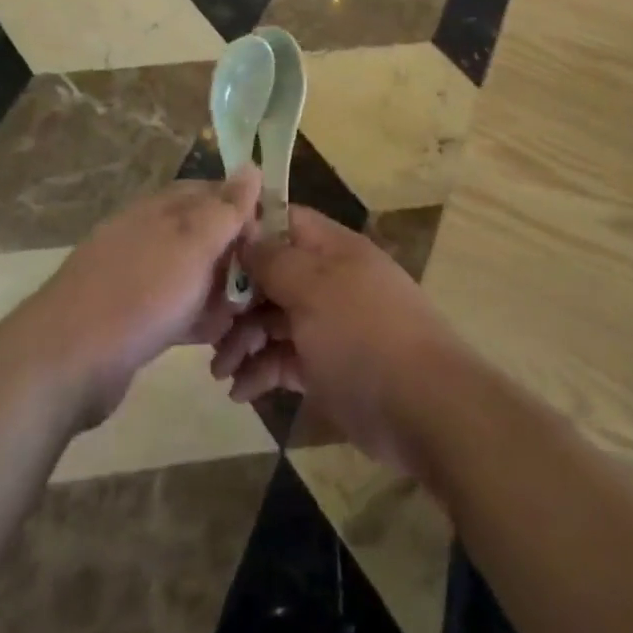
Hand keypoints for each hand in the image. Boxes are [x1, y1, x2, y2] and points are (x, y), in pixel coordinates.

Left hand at [29, 171, 260, 425]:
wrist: (65, 362)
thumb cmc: (139, 294)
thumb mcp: (193, 244)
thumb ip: (226, 208)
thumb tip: (252, 163)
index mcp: (161, 208)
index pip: (214, 193)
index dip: (246, 212)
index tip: (273, 242)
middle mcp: (149, 235)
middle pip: (207, 236)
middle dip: (237, 261)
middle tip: (261, 291)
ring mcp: (139, 277)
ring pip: (195, 275)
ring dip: (221, 295)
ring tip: (241, 321)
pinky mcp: (133, 317)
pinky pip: (178, 308)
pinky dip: (197, 319)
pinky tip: (215, 339)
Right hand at [209, 205, 466, 473]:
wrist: (425, 409)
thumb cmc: (364, 335)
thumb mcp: (314, 289)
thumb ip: (275, 259)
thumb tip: (246, 231)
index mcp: (333, 250)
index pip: (284, 222)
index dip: (248, 232)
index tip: (208, 252)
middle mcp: (330, 280)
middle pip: (273, 275)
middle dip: (237, 299)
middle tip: (207, 328)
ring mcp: (329, 325)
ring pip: (274, 320)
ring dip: (243, 341)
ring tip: (220, 371)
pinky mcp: (327, 367)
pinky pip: (284, 359)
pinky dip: (261, 371)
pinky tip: (240, 392)